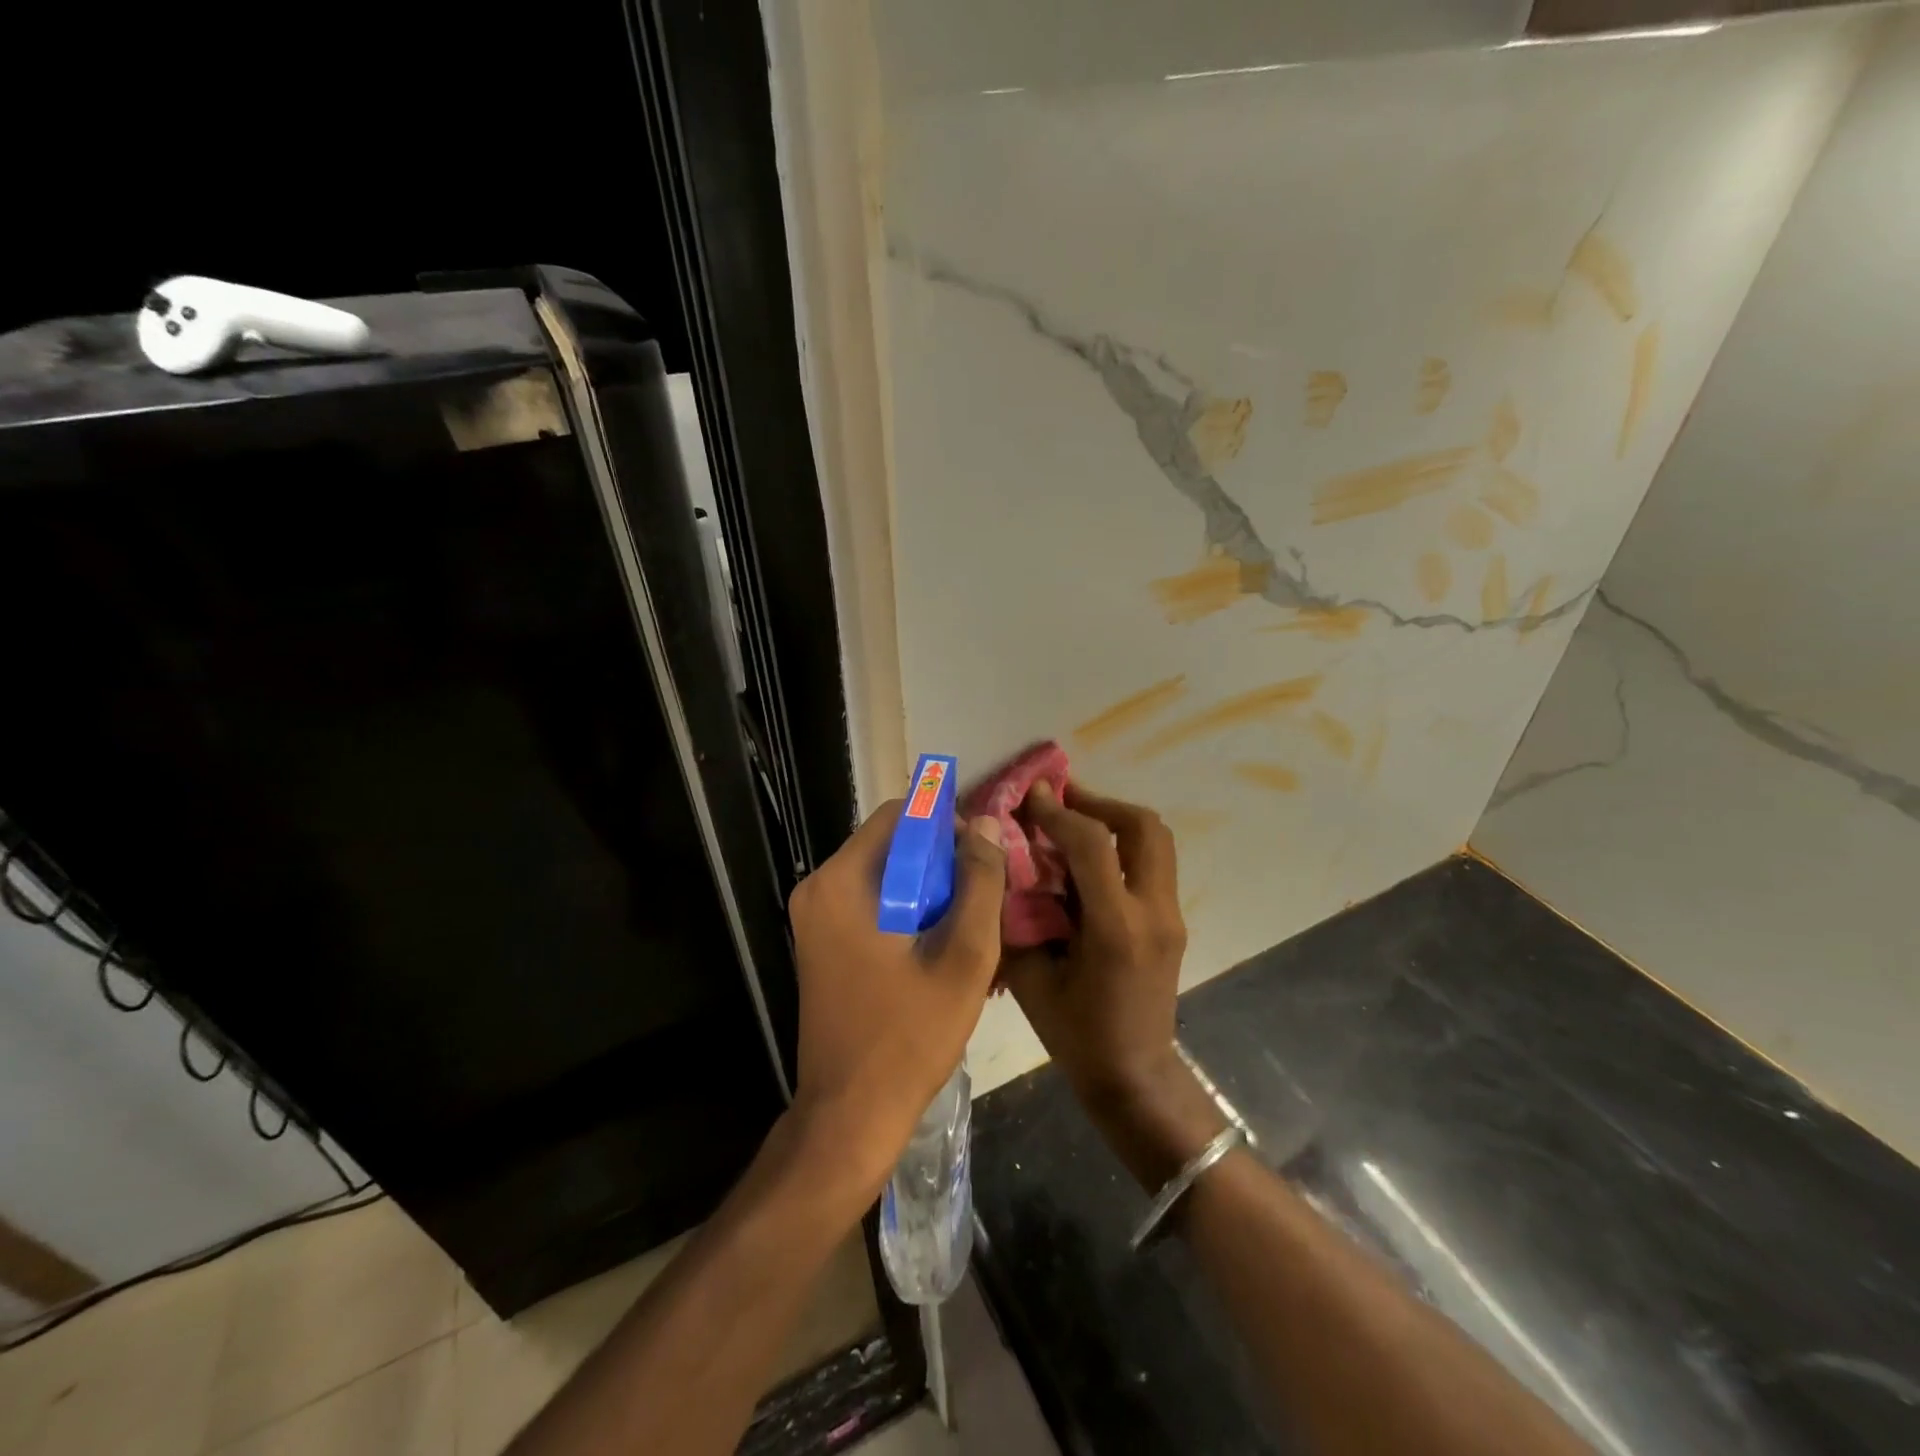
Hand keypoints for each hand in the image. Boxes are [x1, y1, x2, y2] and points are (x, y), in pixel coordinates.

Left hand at [785, 800, 1007, 1204]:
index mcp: (841, 882)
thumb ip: (980, 883)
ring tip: (965, 927)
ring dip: (927, 889)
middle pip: (891, 844)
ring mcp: (815, 917)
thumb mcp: (963, 957)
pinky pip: (871, 902)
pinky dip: (906, 910)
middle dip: (940, 862)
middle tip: (980, 900)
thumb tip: (988, 824)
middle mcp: (818, 889)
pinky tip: (936, 947)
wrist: (849, 1116)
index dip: (947, 826)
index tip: (981, 861)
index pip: (900, 815)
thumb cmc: (908, 1037)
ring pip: (884, 874)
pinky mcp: (821, 942)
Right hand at [1001, 782, 1221, 1190]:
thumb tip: (1003, 865)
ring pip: (1157, 840)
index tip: (1031, 797)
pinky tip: (1089, 860)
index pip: (1093, 844)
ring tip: (1075, 822)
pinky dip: (1123, 846)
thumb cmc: (1076, 1035)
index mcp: (1117, 928)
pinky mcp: (1174, 922)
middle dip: (1100, 803)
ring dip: (1116, 820)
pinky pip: (1153, 863)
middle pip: (1144, 826)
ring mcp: (1172, 916)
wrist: (1135, 1077)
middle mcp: (1154, 912)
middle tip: (1063, 801)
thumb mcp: (1031, 978)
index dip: (1059, 812)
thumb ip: (1017, 917)